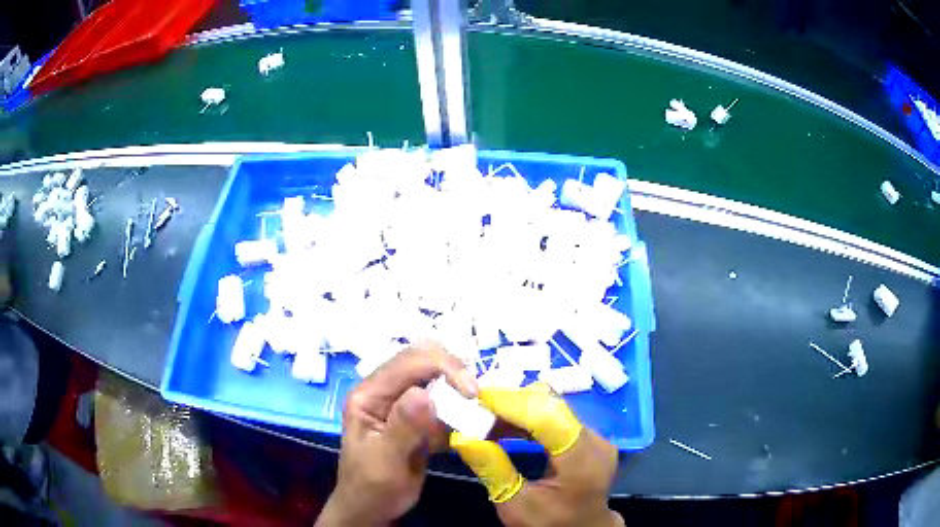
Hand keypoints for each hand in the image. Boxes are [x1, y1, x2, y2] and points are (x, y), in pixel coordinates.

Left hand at [316, 341, 477, 525]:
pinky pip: (441, 401)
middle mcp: (384, 391)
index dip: (443, 367)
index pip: (408, 363)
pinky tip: (467, 421)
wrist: (371, 508)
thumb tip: (425, 393)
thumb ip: (403, 427)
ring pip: (434, 377)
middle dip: (453, 371)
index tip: (472, 392)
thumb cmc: (372, 487)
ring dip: (457, 387)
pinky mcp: (416, 417)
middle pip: (422, 360)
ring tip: (475, 409)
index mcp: (369, 394)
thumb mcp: (385, 461)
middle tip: (475, 397)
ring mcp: (400, 403)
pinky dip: (458, 406)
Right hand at [451, 383, 623, 526]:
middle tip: (475, 404)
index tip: (477, 397)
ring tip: (484, 414)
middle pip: (551, 408)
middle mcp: (595, 441)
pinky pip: (557, 418)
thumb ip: (492, 469)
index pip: (546, 418)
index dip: (512, 403)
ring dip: (518, 409)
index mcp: (582, 461)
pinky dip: (529, 419)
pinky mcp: (589, 438)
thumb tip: (462, 436)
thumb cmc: (550, 523)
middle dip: (511, 402)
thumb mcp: (515, 506)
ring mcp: (595, 437)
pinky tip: (504, 424)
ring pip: (553, 409)